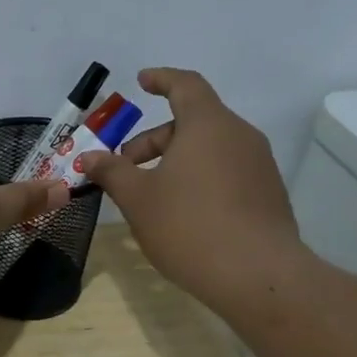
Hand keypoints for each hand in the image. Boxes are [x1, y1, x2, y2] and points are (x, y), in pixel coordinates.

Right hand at [78, 69, 308, 308]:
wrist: (258, 276)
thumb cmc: (189, 226)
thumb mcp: (138, 198)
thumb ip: (112, 171)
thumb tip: (89, 156)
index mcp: (208, 125)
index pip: (185, 85)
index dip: (161, 79)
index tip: (141, 81)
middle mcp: (239, 136)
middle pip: (192, 122)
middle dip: (153, 140)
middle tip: (125, 167)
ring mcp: (258, 166)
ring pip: (209, 149)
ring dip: (175, 161)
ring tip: (149, 194)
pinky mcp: (267, 194)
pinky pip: (226, 172)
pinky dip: (199, 178)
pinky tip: (181, 213)